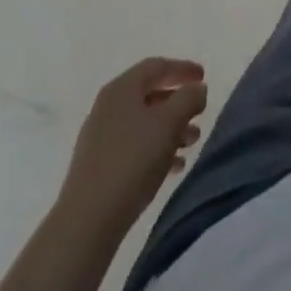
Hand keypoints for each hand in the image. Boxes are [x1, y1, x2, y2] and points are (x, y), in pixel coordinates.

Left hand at [60, 58, 207, 230]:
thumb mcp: (170, 123)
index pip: (157, 66)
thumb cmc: (132, 162)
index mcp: (122, 89)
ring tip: (191, 143)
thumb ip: (189, 98)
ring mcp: (100, 139)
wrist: (86, 224)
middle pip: (150, 94)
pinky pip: (134, 147)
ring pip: (143, 123)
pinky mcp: (98, 168)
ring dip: (170, 129)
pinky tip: (173, 167)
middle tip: (200, 113)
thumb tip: (197, 89)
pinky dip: (156, 150)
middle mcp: (108, 107)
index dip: (183, 69)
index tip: (204, 77)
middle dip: (178, 103)